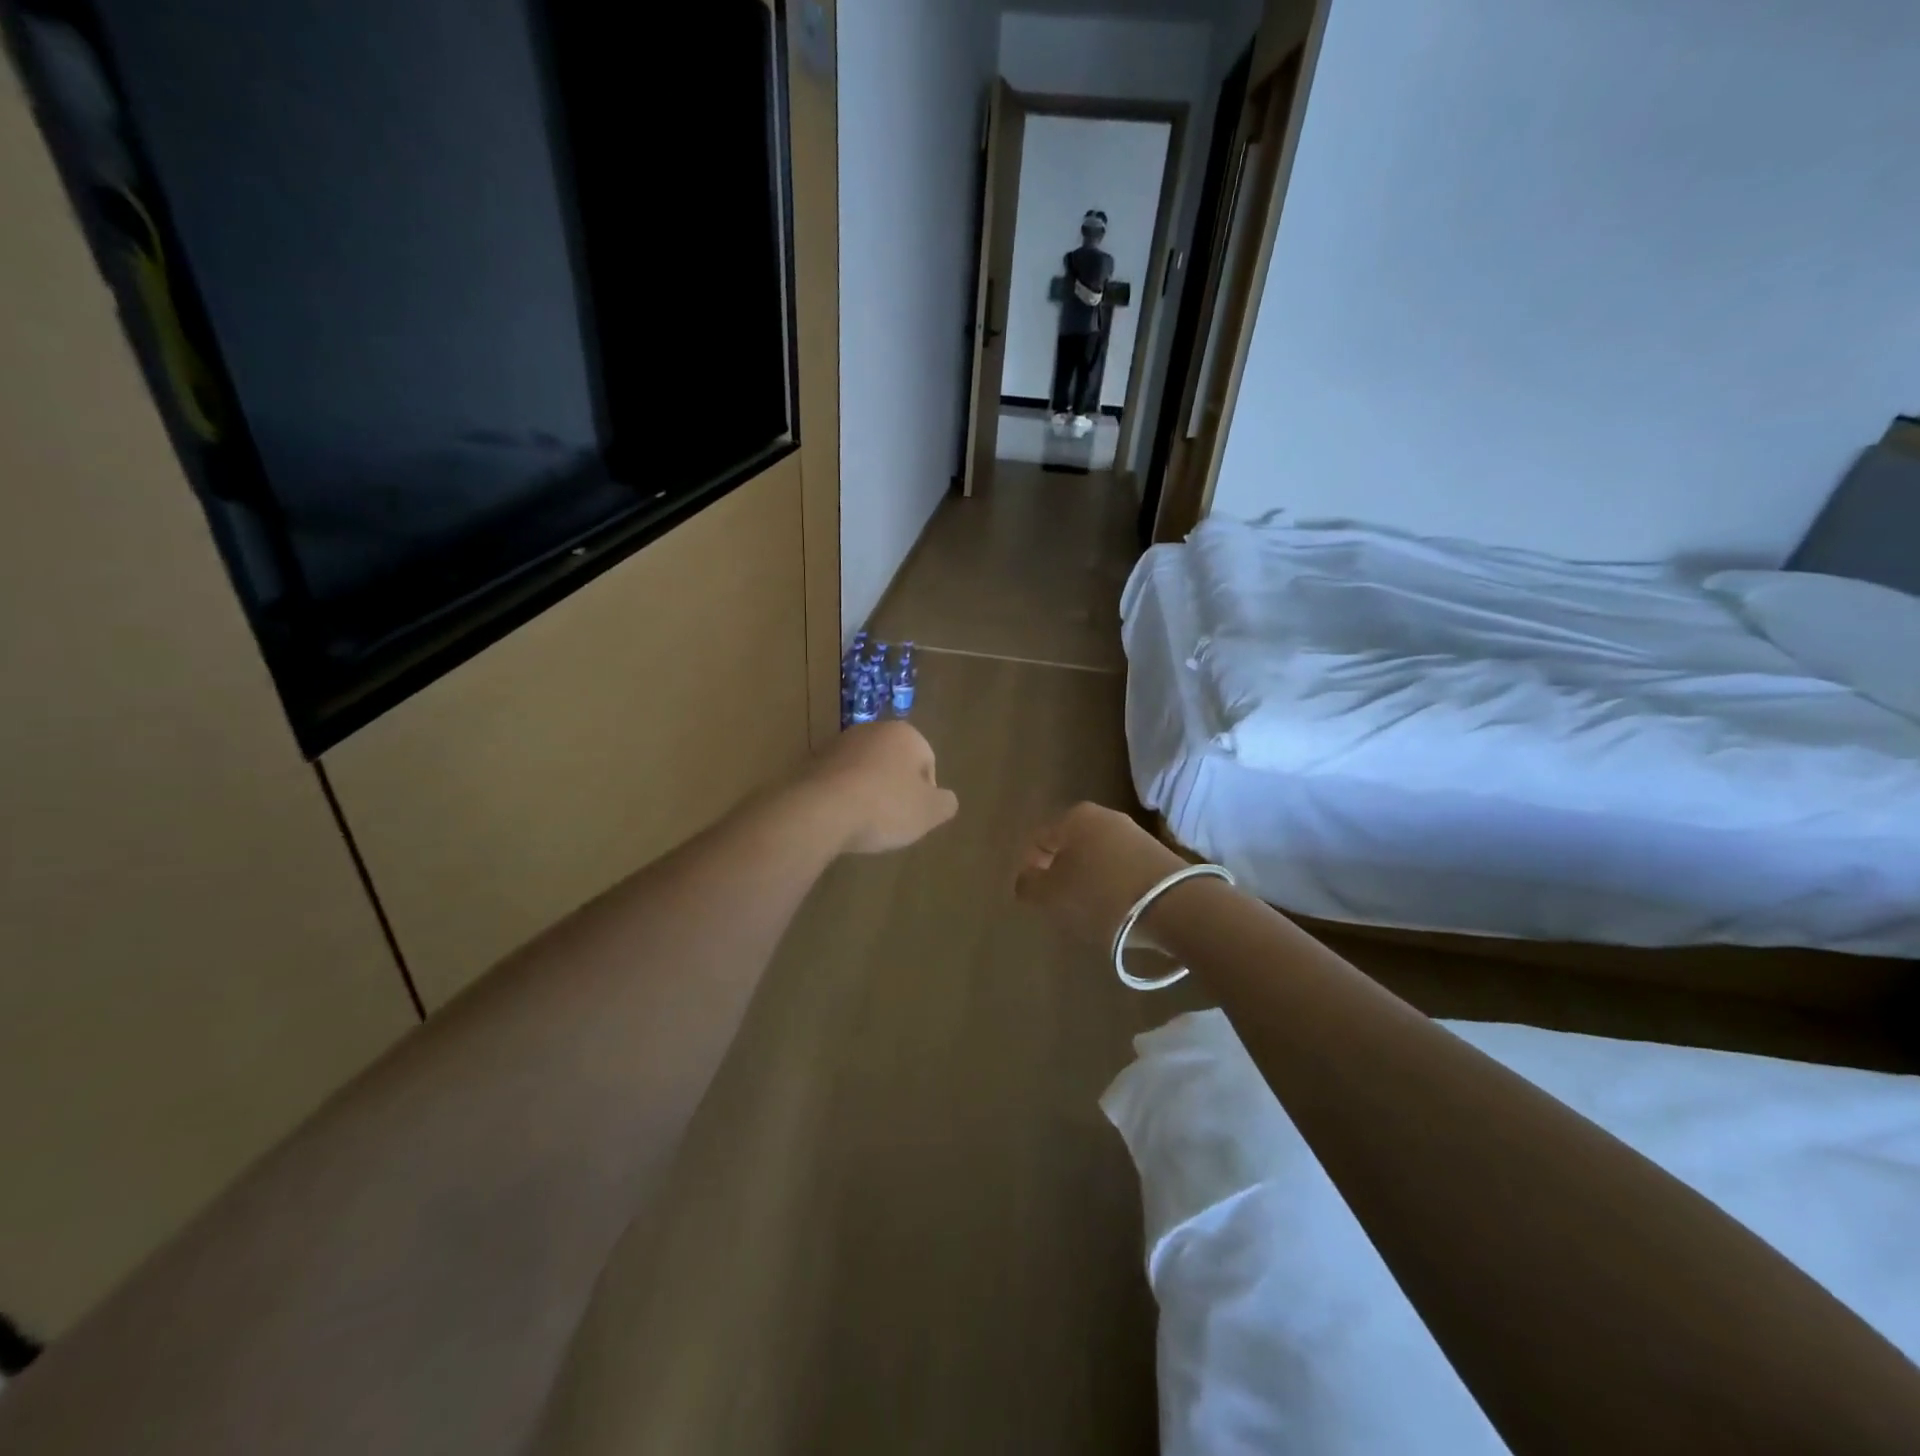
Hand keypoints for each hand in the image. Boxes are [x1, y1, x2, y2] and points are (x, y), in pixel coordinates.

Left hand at [801, 721, 958, 854]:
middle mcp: (871, 730)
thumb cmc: (884, 807)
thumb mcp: (929, 812)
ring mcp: (837, 744)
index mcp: (905, 734)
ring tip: (864, 822)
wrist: (819, 811)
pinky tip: (841, 818)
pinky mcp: (811, 762)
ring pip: (864, 770)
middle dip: (895, 789)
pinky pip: (838, 781)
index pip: (928, 762)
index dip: (925, 793)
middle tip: (892, 820)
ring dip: (868, 792)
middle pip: (894, 763)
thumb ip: (945, 803)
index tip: (914, 816)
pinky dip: (843, 796)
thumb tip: (944, 799)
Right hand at [1014, 802, 1188, 950]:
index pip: (1038, 842)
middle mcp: (1104, 816)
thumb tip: (1026, 878)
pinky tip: (1116, 911)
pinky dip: (1112, 888)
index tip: (1038, 900)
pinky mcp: (1157, 856)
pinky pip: (1121, 870)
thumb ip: (1028, 884)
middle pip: (1069, 848)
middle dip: (1061, 876)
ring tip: (1089, 914)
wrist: (1176, 907)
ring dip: (1087, 883)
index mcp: (1074, 817)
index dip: (1031, 871)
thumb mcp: (1051, 895)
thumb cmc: (1102, 896)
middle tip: (1061, 907)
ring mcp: (1134, 834)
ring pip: (1095, 859)